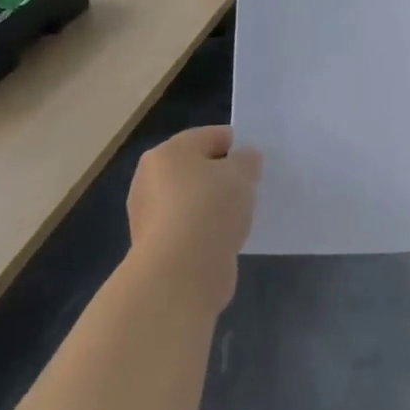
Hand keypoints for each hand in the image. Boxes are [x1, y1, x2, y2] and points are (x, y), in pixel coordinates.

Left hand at [127, 126, 260, 313]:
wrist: (180, 273)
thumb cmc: (210, 208)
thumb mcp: (241, 174)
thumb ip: (247, 160)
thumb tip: (245, 158)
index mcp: (168, 152)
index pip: (210, 136)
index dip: (238, 145)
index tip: (259, 161)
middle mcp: (151, 179)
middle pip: (198, 168)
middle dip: (224, 176)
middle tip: (251, 187)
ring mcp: (150, 215)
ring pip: (194, 200)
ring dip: (216, 205)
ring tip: (242, 215)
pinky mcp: (157, 247)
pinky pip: (190, 228)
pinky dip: (207, 231)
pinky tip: (227, 238)